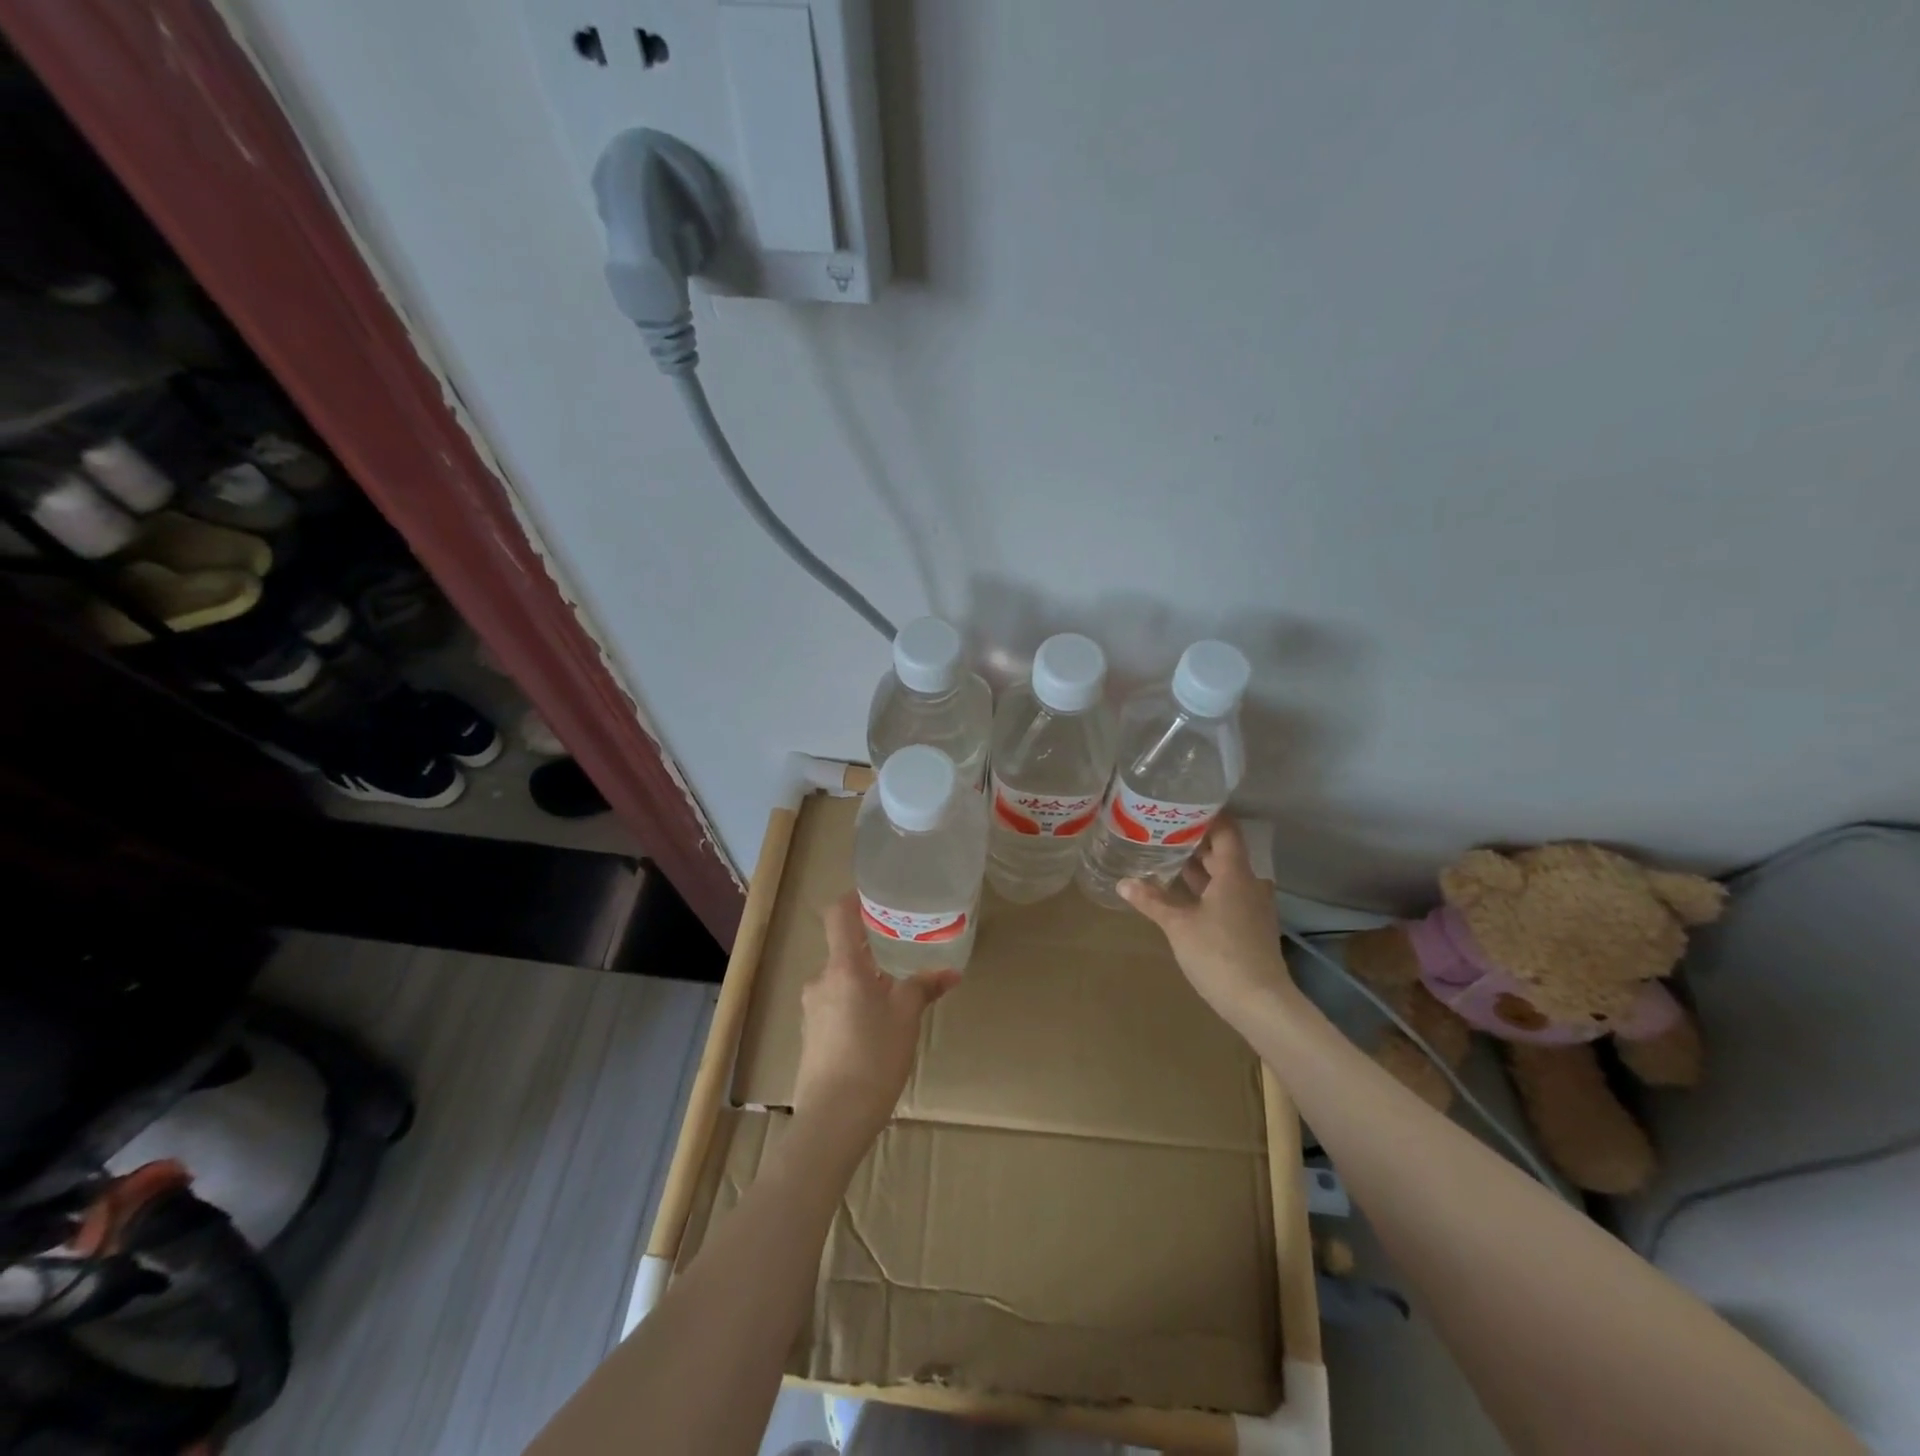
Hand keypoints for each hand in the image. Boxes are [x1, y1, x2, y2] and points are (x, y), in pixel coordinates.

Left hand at [793, 893, 957, 1156]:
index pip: (838, 914)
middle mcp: (821, 980)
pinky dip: (856, 1001)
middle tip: (904, 946)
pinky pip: (836, 1002)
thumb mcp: (906, 1019)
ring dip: (866, 977)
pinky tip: (878, 1024)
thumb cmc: (873, 1058)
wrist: (832, 1121)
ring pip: (841, 978)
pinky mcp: (812, 1034)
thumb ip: (924, 987)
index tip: (878, 897)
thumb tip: (950, 971)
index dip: (854, 899)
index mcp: (842, 967)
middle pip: (844, 948)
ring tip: (896, 989)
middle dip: (872, 946)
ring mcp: (812, 1008)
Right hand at [1119, 817, 1297, 1024]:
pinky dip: (1209, 890)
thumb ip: (1152, 901)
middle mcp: (1249, 884)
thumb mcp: (1178, 925)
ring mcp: (1254, 907)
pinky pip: (1229, 896)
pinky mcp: (1252, 927)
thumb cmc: (1219, 954)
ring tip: (1170, 860)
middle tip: (1166, 832)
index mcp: (1235, 874)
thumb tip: (1123, 881)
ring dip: (1202, 869)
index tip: (1184, 805)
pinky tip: (1186, 897)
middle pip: (1225, 854)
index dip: (1209, 816)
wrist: (1260, 1003)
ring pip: (1227, 877)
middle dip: (1197, 843)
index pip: (1227, 832)